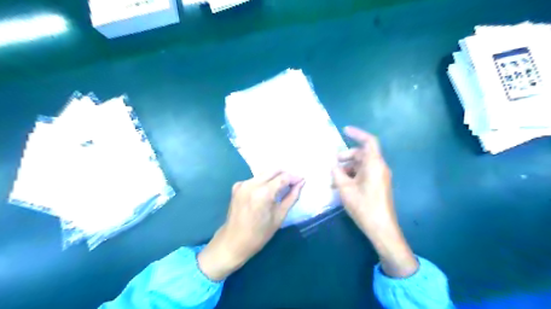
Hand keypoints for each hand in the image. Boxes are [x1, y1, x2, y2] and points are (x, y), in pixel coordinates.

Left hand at [198, 172, 303, 280]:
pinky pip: (255, 179)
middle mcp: (252, 184)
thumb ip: (291, 197)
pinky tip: (266, 192)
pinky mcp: (237, 186)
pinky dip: (263, 181)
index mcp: (263, 193)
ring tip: (282, 187)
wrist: (233, 242)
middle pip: (273, 170)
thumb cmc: (259, 234)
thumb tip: (301, 183)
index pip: (283, 177)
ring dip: (275, 177)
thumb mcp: (279, 216)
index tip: (302, 181)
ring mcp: (243, 183)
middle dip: (285, 174)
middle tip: (293, 183)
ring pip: (264, 173)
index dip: (294, 177)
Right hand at [331, 126, 417, 278]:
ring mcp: (380, 177)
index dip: (357, 134)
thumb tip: (333, 165)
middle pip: (362, 154)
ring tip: (333, 179)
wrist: (381, 228)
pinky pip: (364, 174)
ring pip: (361, 165)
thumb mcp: (345, 188)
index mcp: (374, 164)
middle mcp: (379, 167)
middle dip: (346, 156)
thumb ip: (337, 173)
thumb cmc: (363, 205)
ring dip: (347, 168)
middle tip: (333, 163)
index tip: (344, 130)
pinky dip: (352, 175)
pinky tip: (341, 185)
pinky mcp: (378, 185)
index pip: (369, 141)